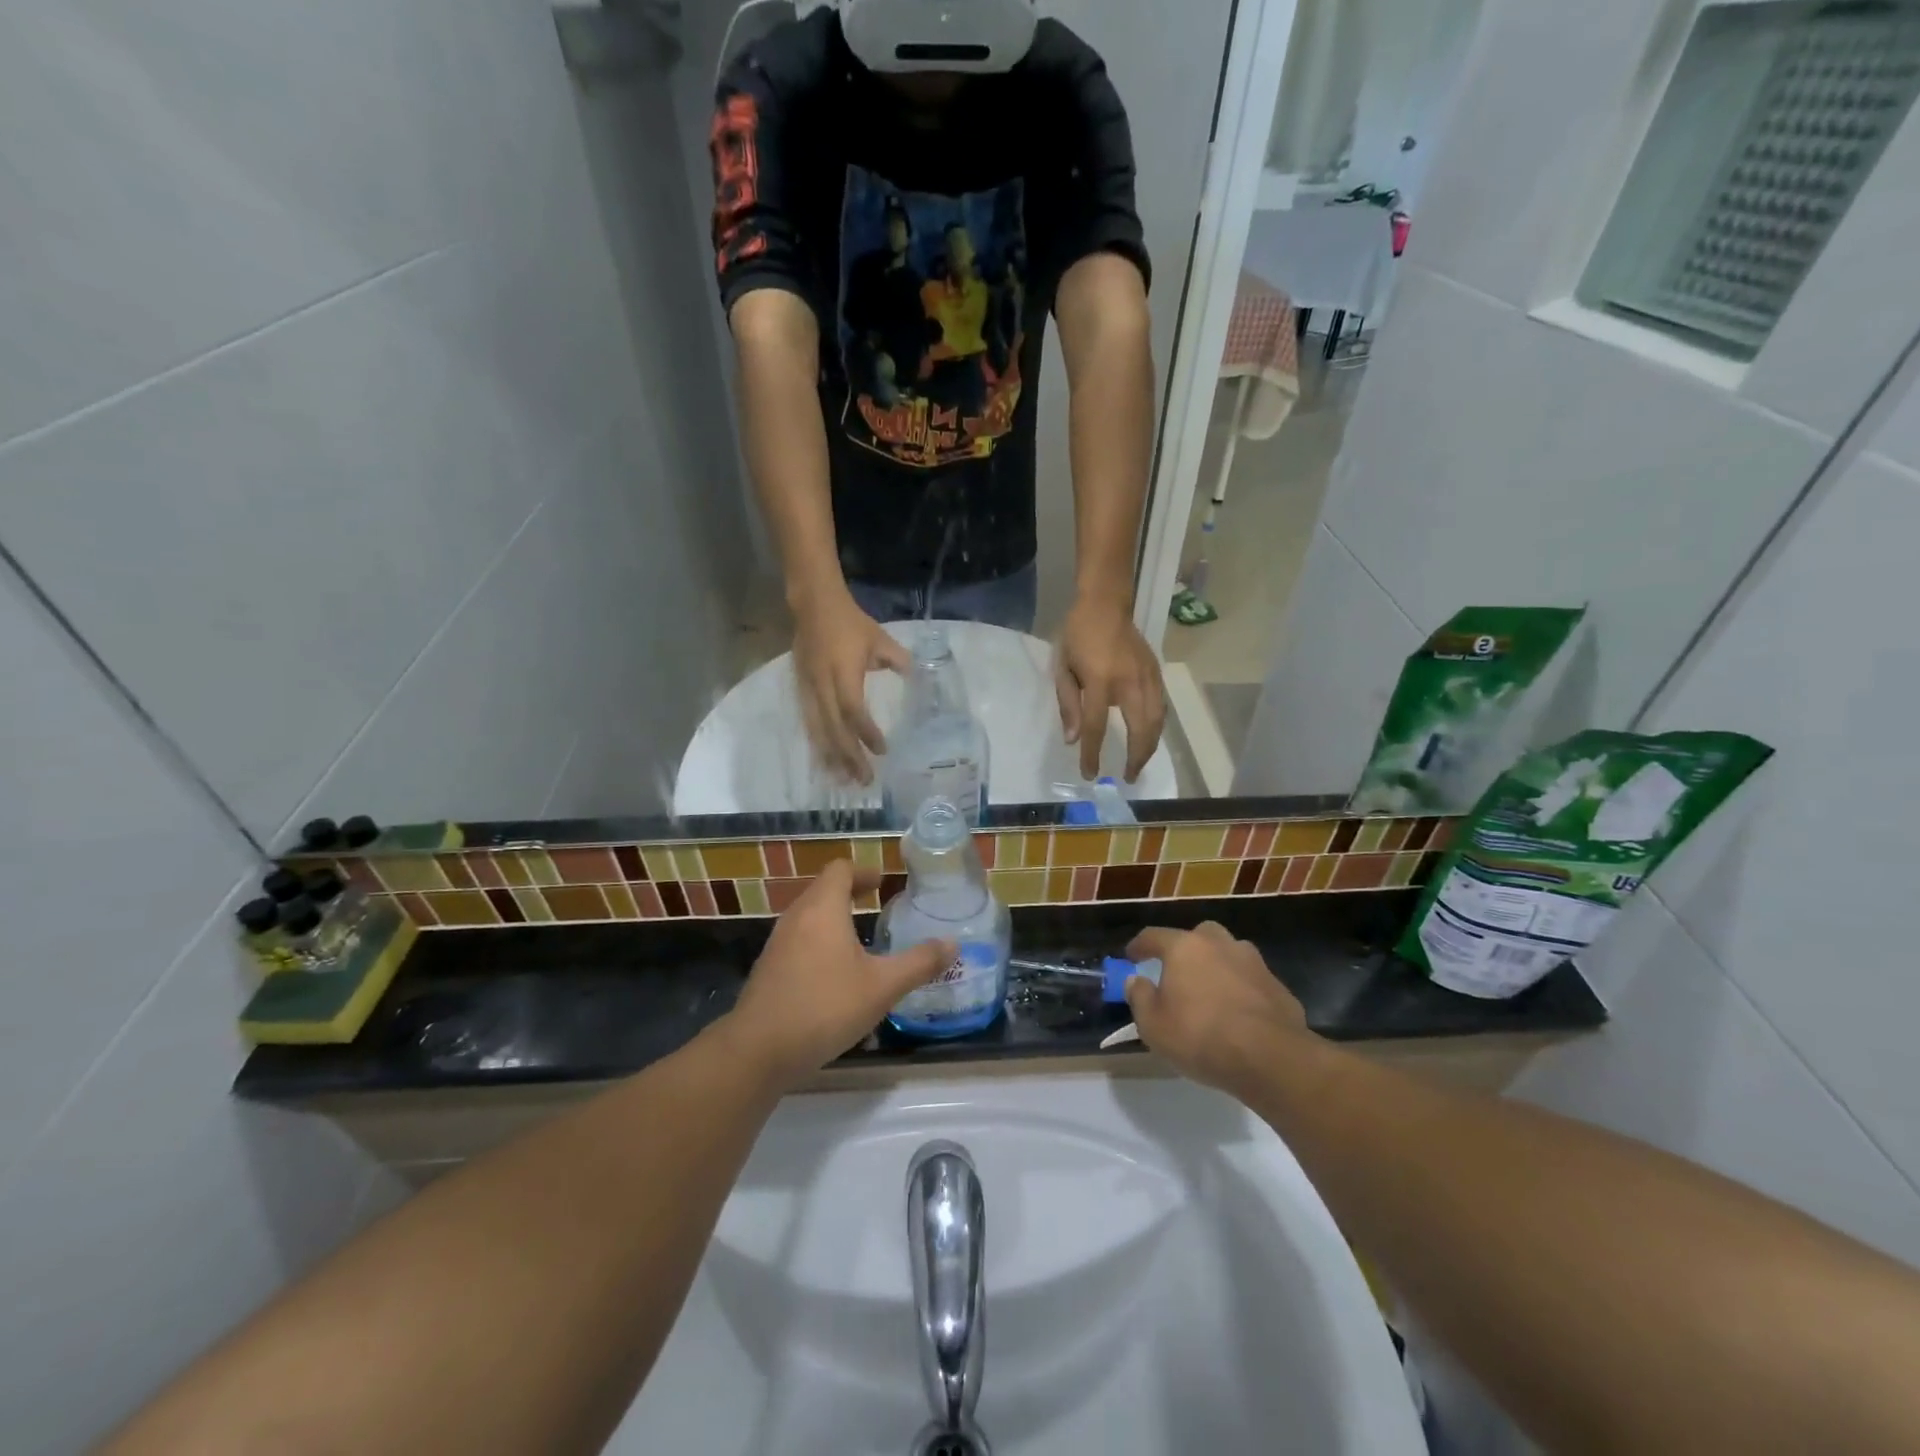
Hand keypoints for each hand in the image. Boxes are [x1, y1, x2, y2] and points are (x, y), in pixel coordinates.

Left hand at [725, 861, 951, 1086]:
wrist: (758, 1050)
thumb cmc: (824, 1007)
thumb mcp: (882, 987)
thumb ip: (919, 963)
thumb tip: (953, 944)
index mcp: (823, 908)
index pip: (841, 869)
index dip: (864, 871)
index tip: (884, 883)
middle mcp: (797, 917)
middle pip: (823, 889)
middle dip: (851, 892)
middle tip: (878, 904)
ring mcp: (778, 942)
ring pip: (809, 915)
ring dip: (834, 917)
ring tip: (860, 938)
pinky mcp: (769, 968)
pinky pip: (799, 939)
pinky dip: (819, 940)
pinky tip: (835, 972)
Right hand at [791, 587, 909, 783]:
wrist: (813, 605)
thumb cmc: (850, 622)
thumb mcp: (880, 639)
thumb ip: (898, 661)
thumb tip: (917, 680)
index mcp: (843, 673)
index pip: (854, 710)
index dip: (866, 732)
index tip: (882, 750)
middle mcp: (822, 685)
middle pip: (834, 729)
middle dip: (849, 757)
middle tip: (865, 780)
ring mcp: (808, 689)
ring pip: (818, 730)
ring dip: (832, 757)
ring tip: (844, 780)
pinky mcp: (800, 690)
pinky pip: (809, 723)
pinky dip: (819, 744)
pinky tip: (826, 761)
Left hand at [1056, 594, 1165, 780]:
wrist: (1105, 603)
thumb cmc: (1077, 634)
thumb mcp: (1062, 668)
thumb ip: (1069, 705)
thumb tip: (1074, 740)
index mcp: (1100, 680)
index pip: (1096, 726)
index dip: (1092, 754)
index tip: (1090, 774)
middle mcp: (1130, 681)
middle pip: (1140, 729)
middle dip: (1136, 757)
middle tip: (1128, 777)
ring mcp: (1148, 677)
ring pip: (1157, 721)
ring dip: (1150, 746)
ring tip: (1139, 763)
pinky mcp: (1157, 672)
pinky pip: (1162, 707)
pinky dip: (1157, 728)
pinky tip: (1149, 737)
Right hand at [1122, 923, 1311, 1095]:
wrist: (1270, 1058)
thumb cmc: (1200, 1036)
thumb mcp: (1153, 1026)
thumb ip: (1139, 998)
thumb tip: (1135, 980)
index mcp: (1185, 948)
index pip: (1154, 936)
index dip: (1139, 946)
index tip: (1131, 957)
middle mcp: (1220, 945)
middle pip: (1199, 936)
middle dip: (1187, 949)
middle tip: (1178, 972)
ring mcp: (1254, 963)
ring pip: (1230, 954)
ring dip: (1218, 967)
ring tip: (1211, 993)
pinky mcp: (1278, 987)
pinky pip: (1252, 982)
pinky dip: (1242, 991)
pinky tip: (1239, 1015)